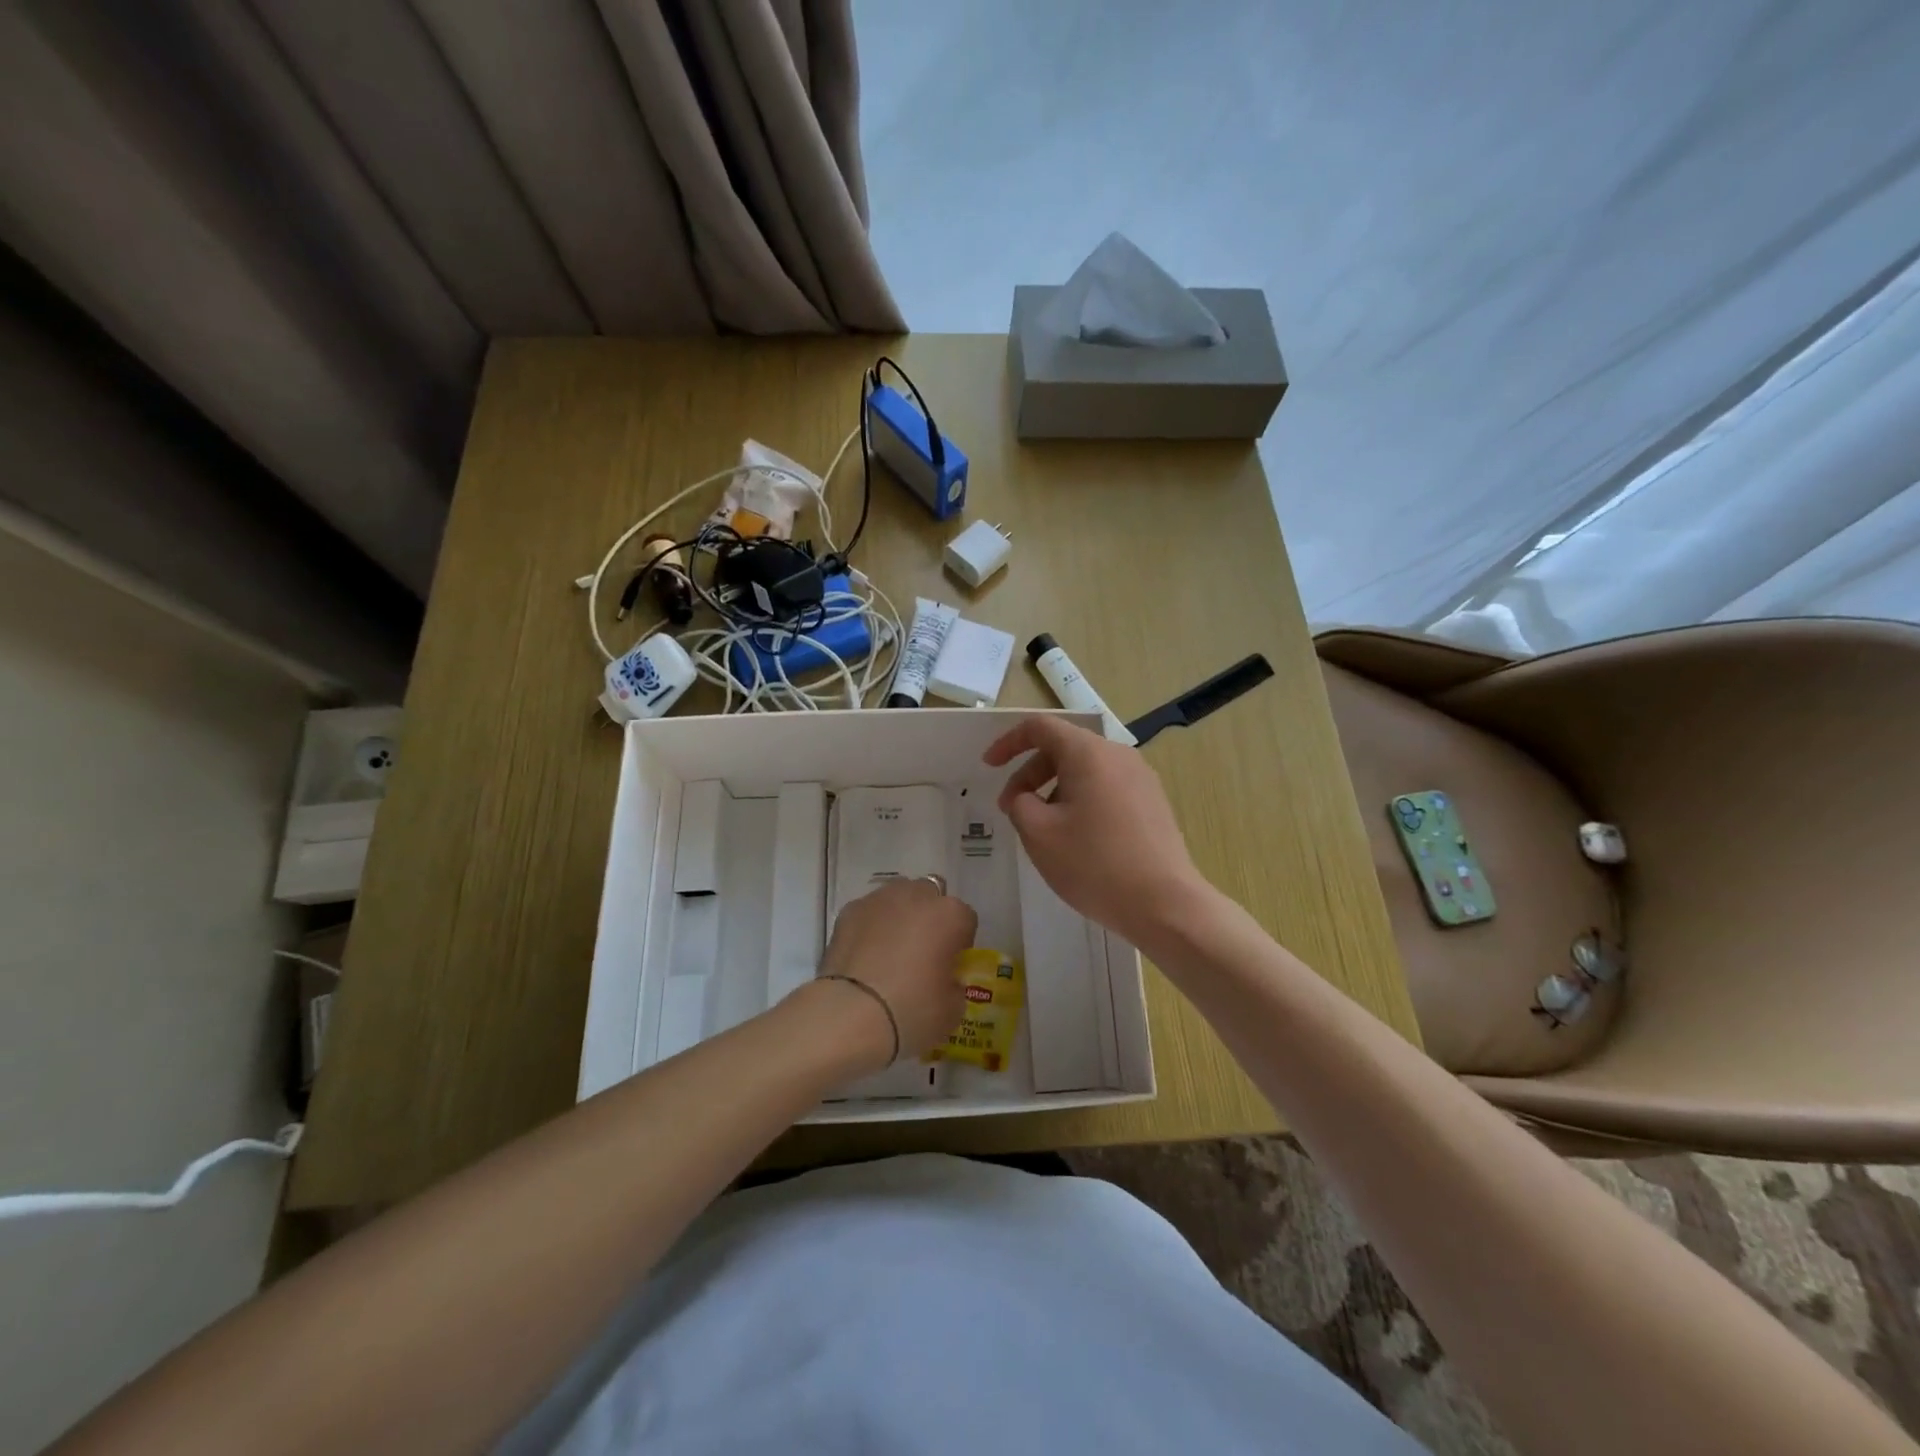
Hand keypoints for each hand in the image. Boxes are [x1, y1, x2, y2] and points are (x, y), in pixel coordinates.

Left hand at [811, 877, 974, 1068]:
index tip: (951, 966)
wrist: (850, 1016)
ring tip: (889, 953)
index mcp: (950, 915)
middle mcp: (916, 896)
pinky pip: (869, 913)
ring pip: (897, 899)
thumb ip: (954, 985)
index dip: (960, 944)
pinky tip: (864, 956)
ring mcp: (879, 899)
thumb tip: (944, 980)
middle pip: (931, 898)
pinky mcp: (849, 911)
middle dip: (929, 919)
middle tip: (921, 954)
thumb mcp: (952, 1010)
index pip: (966, 919)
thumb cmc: (911, 1012)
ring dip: (899, 917)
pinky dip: (870, 927)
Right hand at [983, 715, 1209, 944]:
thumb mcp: (1039, 834)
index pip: (1040, 728)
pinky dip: (1081, 801)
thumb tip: (1027, 797)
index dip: (1008, 743)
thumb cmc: (1094, 864)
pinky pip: (1107, 788)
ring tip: (1043, 830)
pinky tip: (1076, 839)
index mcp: (1089, 753)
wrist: (1165, 904)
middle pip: (1064, 748)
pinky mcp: (1153, 803)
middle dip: (1029, 774)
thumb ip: (1020, 804)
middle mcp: (1118, 755)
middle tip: (1011, 810)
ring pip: (1086, 770)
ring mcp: (1141, 779)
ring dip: (1054, 790)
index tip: (989, 766)